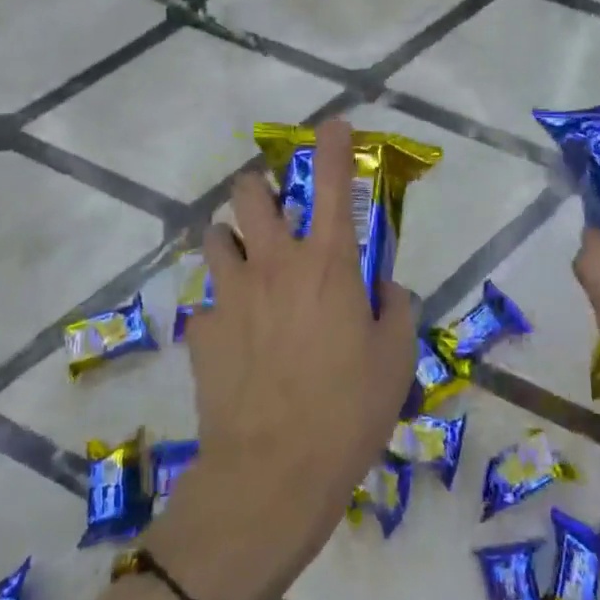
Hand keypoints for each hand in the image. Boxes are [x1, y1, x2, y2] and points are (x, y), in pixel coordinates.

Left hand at [145, 119, 416, 599]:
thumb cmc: (348, 411)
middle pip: (250, 193)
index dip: (333, 145)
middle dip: (259, 186)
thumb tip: (384, 287)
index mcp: (328, 263)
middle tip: (273, 207)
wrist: (272, 474)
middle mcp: (275, 263)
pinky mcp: (203, 327)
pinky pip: (209, 297)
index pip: (332, 183)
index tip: (333, 125)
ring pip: (216, 235)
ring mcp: (232, 292)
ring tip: (247, 263)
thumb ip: (395, 307)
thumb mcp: (396, 358)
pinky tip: (237, 334)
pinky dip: (223, 301)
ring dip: (233, 238)